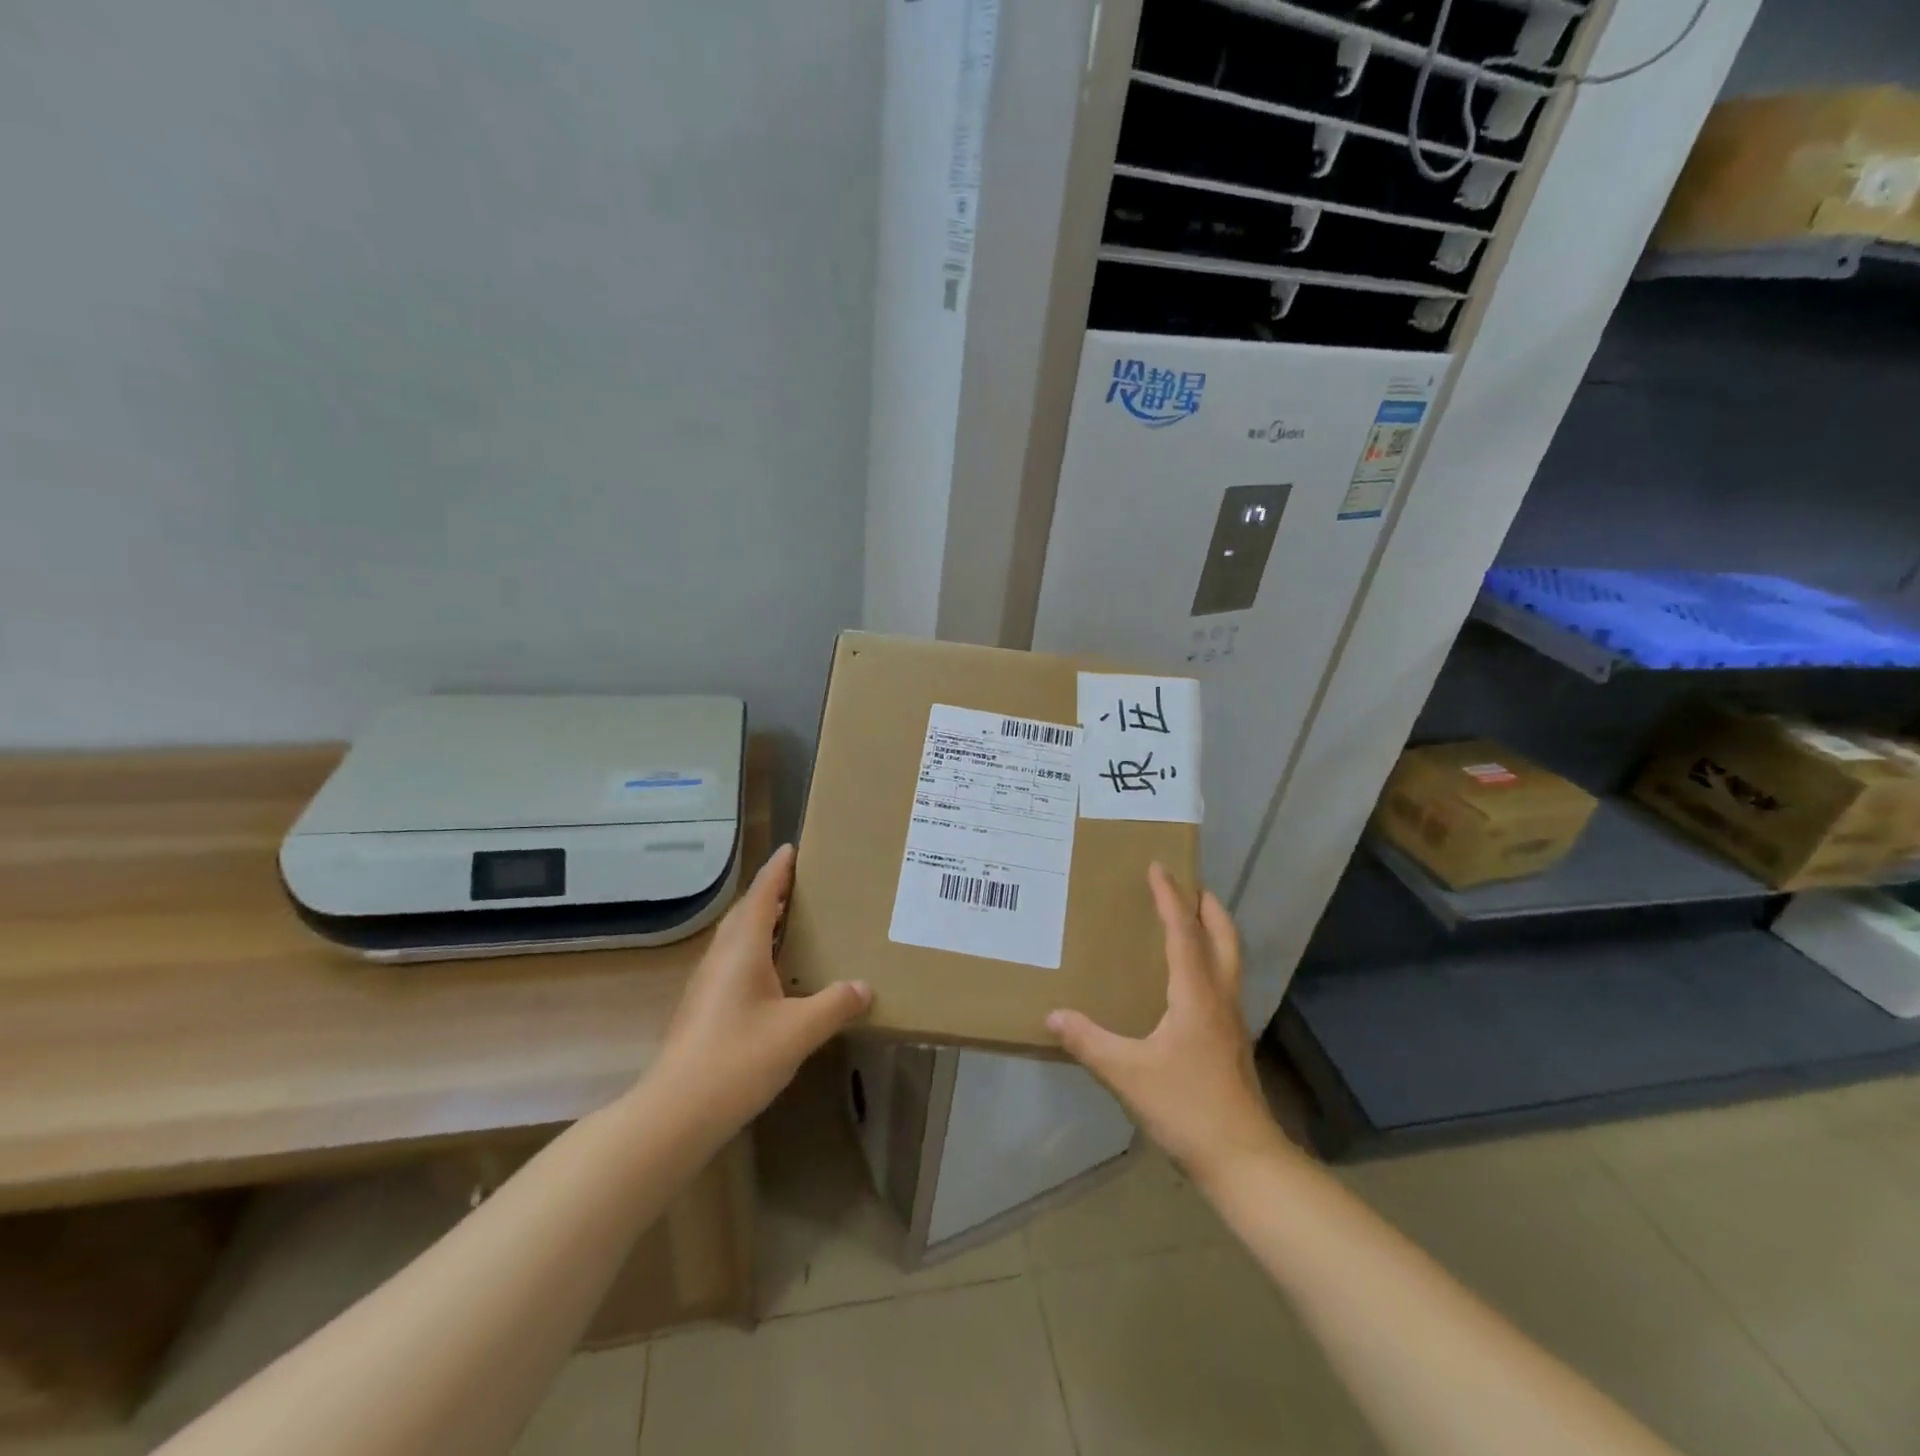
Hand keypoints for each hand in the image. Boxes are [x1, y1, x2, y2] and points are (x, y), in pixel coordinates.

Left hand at [651, 844, 871, 1130]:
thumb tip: (864, 987)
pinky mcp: (704, 1008)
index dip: (777, 870)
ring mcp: (707, 983)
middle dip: (771, 893)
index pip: (761, 895)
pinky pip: (733, 961)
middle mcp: (721, 957)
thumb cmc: (737, 1059)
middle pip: (746, 912)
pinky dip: (756, 950)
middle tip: (801, 884)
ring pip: (737, 938)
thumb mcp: (798, 1031)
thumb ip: (834, 1005)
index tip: (793, 848)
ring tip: (792, 921)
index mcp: (742, 949)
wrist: (675, 1113)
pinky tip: (774, 974)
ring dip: (761, 922)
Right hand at [1047, 863, 1279, 1182]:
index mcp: (1195, 994)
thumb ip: (1089, 1042)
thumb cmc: (1187, 1108)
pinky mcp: (1231, 1040)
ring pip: (1228, 958)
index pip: (1184, 932)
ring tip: (1189, 919)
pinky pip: (1222, 981)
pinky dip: (1209, 959)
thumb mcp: (1128, 1074)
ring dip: (1212, 930)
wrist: (1243, 1160)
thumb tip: (1053, 1014)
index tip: (1158, 867)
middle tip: (1187, 883)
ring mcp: (1231, 1020)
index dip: (1170, 898)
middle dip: (1207, 905)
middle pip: (1223, 937)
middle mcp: (1218, 997)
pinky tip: (1187, 978)